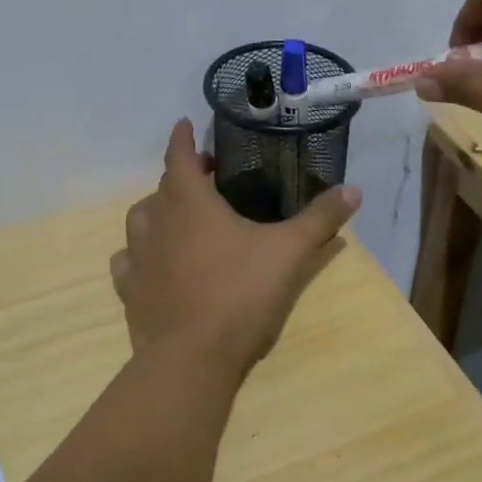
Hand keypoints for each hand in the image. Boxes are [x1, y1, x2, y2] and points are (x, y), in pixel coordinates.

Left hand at [110, 120, 360, 373]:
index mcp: (189, 203)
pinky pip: (127, 261)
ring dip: (156, 212)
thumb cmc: (241, 293)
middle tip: (204, 181)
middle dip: (181, 177)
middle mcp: (156, 222)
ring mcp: (137, 257)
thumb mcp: (290, 253)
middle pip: (162, 188)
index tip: (184, 125)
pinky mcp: (129, 290)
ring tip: (176, 219)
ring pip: (139, 220)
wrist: (192, 356)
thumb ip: (320, 219)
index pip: (179, 157)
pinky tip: (152, 263)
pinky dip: (138, 254)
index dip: (183, 138)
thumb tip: (353, 190)